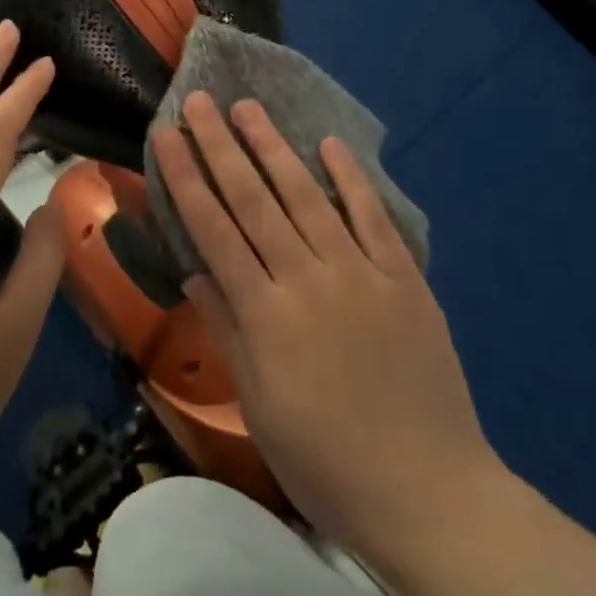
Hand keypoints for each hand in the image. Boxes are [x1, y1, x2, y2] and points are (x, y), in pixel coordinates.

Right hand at [153, 93, 504, 559]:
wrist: (429, 496)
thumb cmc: (325, 461)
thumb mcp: (257, 405)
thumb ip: (226, 328)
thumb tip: (194, 270)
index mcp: (264, 313)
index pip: (213, 228)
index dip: (186, 177)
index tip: (167, 135)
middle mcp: (306, 278)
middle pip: (253, 199)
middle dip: (220, 145)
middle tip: (199, 100)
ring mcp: (359, 273)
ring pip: (306, 195)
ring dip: (273, 147)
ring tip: (248, 107)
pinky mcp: (403, 278)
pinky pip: (372, 217)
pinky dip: (350, 178)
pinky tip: (328, 144)